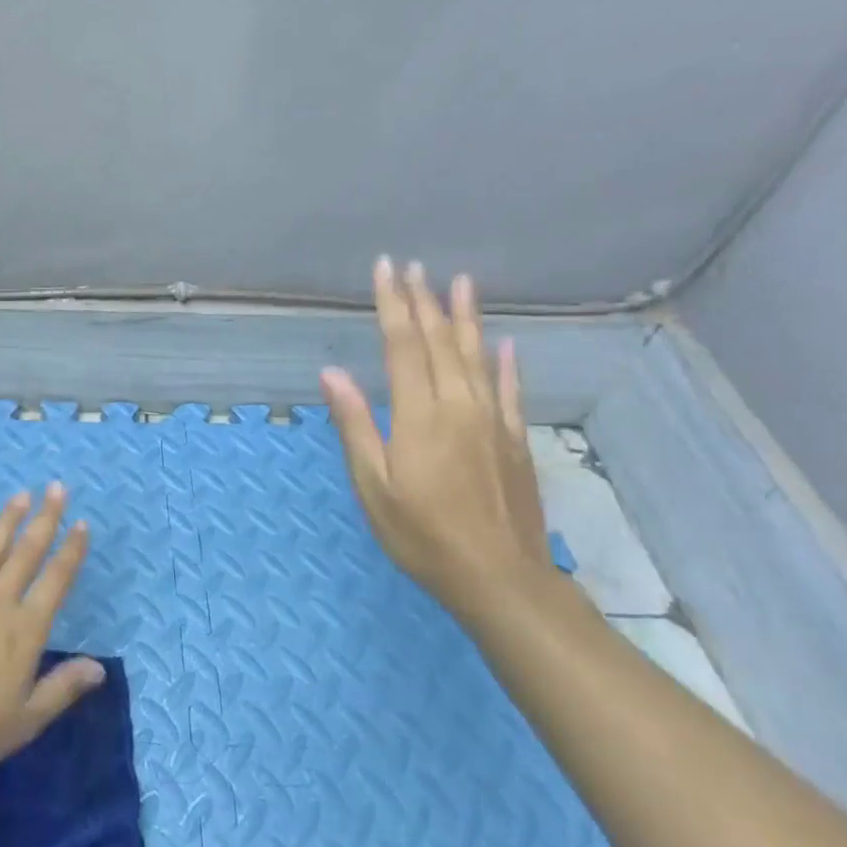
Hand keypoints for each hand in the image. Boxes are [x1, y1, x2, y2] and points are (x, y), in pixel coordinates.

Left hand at [0, 484, 104, 779]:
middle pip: (26, 553)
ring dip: (7, 520)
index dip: (71, 551)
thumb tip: (100, 667)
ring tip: (21, 494)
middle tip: (56, 488)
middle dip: (45, 519)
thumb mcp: (25, 720)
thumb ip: (62, 688)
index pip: (56, 581)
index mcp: (25, 630)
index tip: (82, 524)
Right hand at [320, 256, 552, 620]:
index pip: (403, 345)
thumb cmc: (423, 535)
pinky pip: (509, 389)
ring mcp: (493, 420)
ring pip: (476, 356)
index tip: (385, 270)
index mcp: (420, 415)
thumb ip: (356, 425)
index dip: (393, 304)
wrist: (501, 579)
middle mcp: (459, 405)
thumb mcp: (374, 486)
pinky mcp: (514, 439)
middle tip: (412, 266)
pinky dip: (505, 362)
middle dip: (423, 301)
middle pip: (439, 342)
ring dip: (465, 317)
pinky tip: (503, 343)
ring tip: (459, 281)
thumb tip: (332, 373)